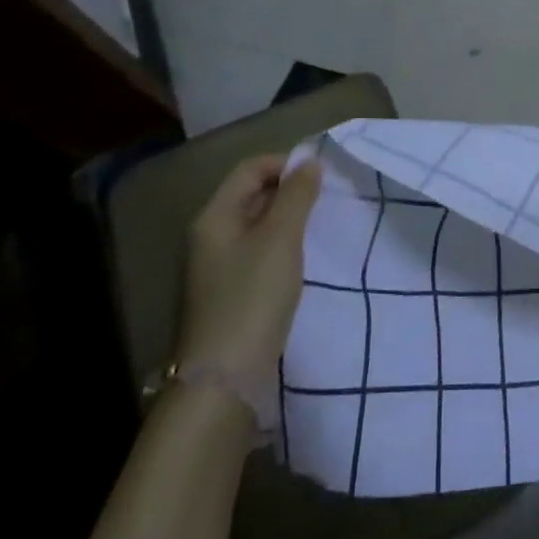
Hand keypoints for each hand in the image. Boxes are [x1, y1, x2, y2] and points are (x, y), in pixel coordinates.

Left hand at [176, 153, 322, 381]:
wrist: (224, 377)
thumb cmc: (253, 297)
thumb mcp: (281, 238)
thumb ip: (297, 196)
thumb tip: (309, 162)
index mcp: (214, 217)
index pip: (251, 169)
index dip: (287, 164)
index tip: (324, 177)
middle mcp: (210, 235)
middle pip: (253, 194)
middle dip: (291, 191)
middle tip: (328, 201)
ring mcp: (218, 266)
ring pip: (259, 224)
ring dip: (290, 219)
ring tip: (322, 227)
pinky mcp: (230, 291)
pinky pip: (260, 252)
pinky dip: (284, 246)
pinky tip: (305, 259)